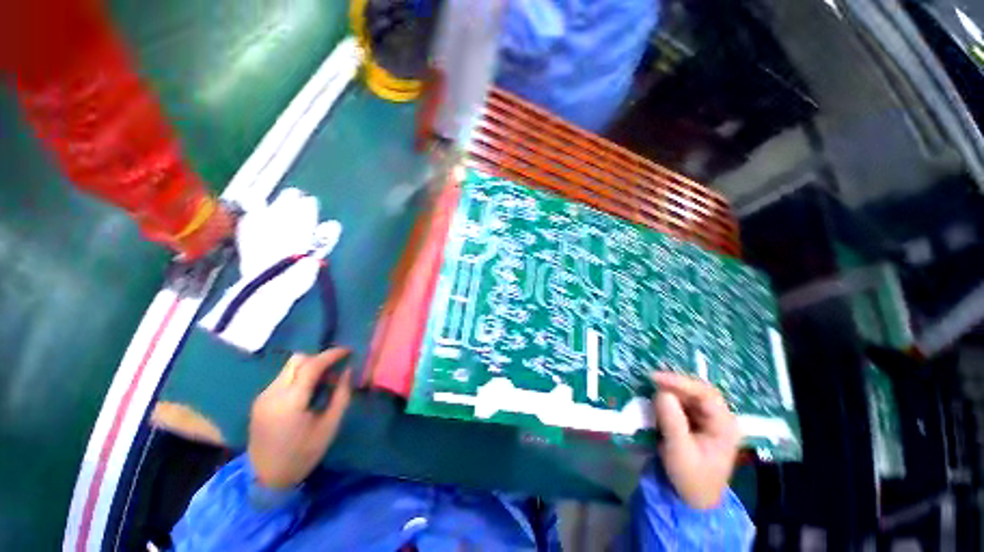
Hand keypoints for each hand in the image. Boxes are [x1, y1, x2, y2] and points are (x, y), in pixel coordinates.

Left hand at [248, 348, 352, 488]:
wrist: (266, 478)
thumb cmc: (303, 454)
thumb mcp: (330, 426)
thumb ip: (341, 395)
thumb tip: (347, 371)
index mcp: (290, 401)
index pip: (311, 365)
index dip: (332, 355)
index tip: (348, 351)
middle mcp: (272, 393)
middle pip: (297, 360)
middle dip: (318, 358)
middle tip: (334, 369)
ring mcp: (263, 396)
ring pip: (288, 368)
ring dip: (308, 367)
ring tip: (322, 383)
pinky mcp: (259, 401)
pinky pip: (282, 378)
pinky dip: (298, 377)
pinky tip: (307, 393)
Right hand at [651, 371, 740, 508]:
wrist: (693, 499)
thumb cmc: (691, 477)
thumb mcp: (679, 451)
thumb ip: (672, 421)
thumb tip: (661, 392)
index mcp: (725, 426)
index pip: (706, 394)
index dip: (681, 382)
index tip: (655, 378)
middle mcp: (720, 418)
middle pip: (698, 391)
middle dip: (674, 384)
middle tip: (650, 380)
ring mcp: (709, 419)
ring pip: (689, 395)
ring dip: (669, 390)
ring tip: (649, 387)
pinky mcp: (696, 422)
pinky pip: (682, 402)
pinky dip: (668, 398)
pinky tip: (656, 398)